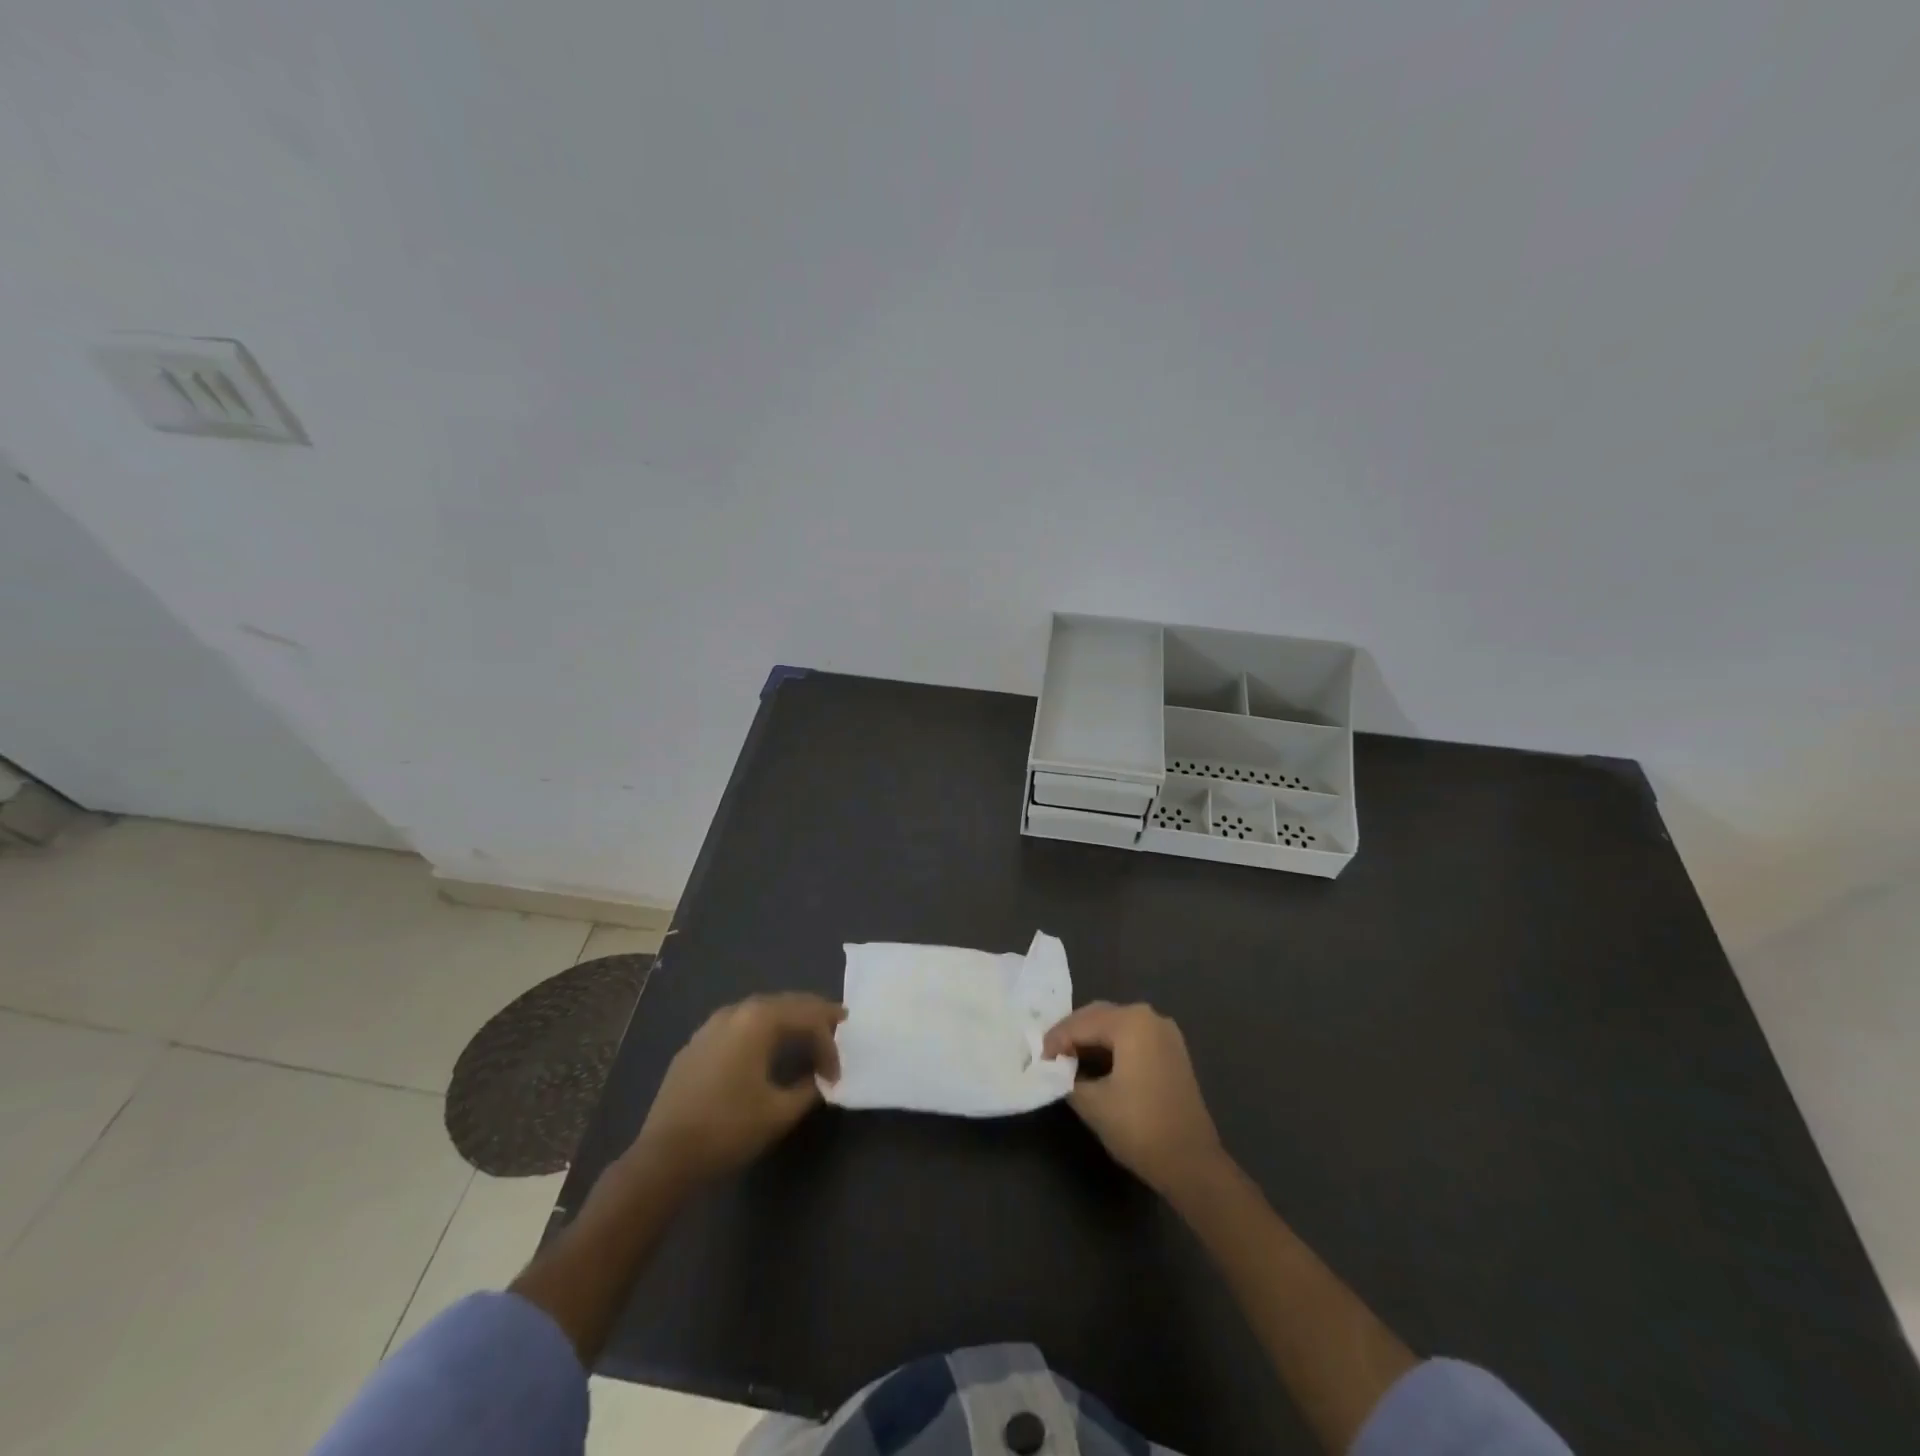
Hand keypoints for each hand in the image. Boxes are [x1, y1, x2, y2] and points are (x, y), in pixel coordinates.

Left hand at [632, 993, 845, 1184]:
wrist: (664, 1157)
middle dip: (813, 1015)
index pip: (808, 1017)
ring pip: (760, 1011)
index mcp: (759, 1020)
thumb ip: (809, 1088)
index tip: (836, 1075)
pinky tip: (765, 1049)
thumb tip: (821, 1078)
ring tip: (806, 1034)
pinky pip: (739, 1025)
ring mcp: (711, 1025)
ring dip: (787, 1020)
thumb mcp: (780, 1112)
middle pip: (785, 1003)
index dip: (829, 1043)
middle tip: (837, 1025)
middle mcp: (735, 1011)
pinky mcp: (696, 1044)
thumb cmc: (728, 1129)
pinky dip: (761, 1030)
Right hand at [1043, 1001, 1224, 1195]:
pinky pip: (1133, 1037)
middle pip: (1099, 1016)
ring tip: (1067, 1060)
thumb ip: (1067, 1078)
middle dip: (1072, 1034)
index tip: (1037, 1060)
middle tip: (1049, 1056)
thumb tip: (1057, 1070)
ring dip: (1091, 1039)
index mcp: (1131, 1022)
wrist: (1192, 1163)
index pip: (1080, 1024)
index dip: (1055, 1041)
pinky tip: (1096, 1065)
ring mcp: (1165, 1033)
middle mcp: (1150, 1017)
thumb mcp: (1092, 1103)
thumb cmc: (1140, 1127)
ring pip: (1116, 1025)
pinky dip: (1111, 1047)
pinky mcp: (1172, 1051)